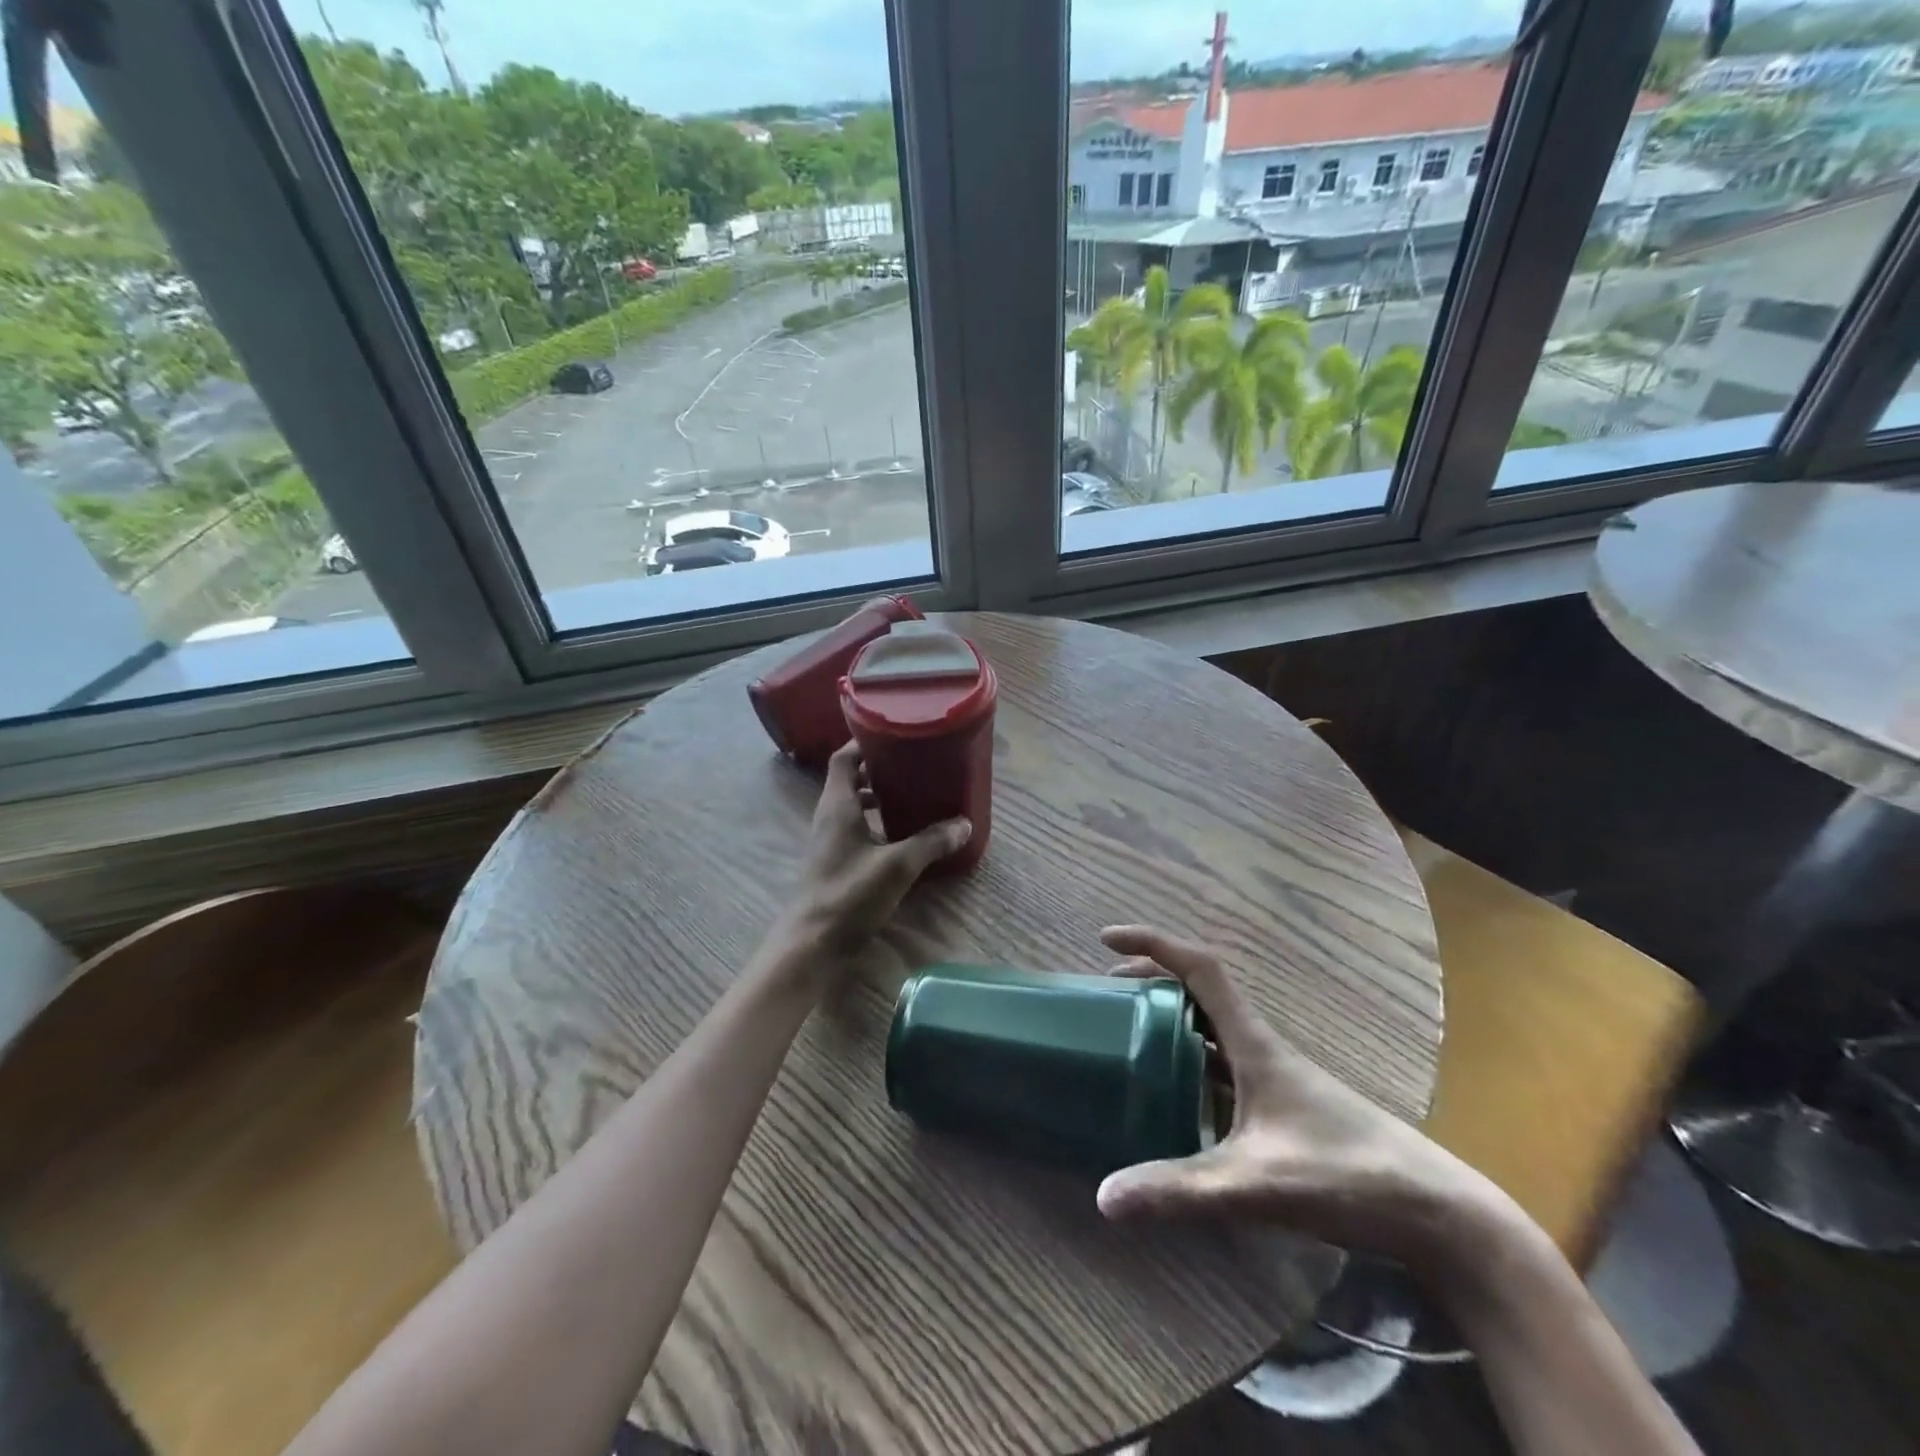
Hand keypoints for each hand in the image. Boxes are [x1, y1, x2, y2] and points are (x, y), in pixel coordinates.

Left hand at [779, 742, 970, 959]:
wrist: (812, 944)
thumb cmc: (850, 894)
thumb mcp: (898, 865)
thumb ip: (931, 842)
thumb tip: (964, 824)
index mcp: (838, 805)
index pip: (844, 758)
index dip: (865, 743)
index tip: (895, 735)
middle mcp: (829, 817)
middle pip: (850, 780)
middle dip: (879, 770)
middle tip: (913, 766)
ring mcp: (829, 841)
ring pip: (853, 806)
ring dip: (878, 798)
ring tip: (913, 797)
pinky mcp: (835, 863)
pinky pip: (856, 830)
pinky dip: (877, 824)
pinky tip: (903, 837)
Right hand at [1095, 926, 1503, 1275]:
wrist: (1440, 1216)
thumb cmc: (1348, 1177)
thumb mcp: (1255, 1185)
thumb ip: (1182, 1189)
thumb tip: (1104, 1195)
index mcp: (1255, 1043)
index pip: (1200, 969)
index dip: (1152, 944)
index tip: (1106, 939)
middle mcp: (1263, 1047)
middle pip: (1201, 989)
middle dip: (1152, 976)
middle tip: (1109, 990)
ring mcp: (1276, 1077)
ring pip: (1213, 1027)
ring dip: (1171, 1016)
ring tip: (1131, 1033)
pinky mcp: (1285, 1107)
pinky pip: (1224, 1064)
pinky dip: (1191, 1059)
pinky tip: (1177, 1097)